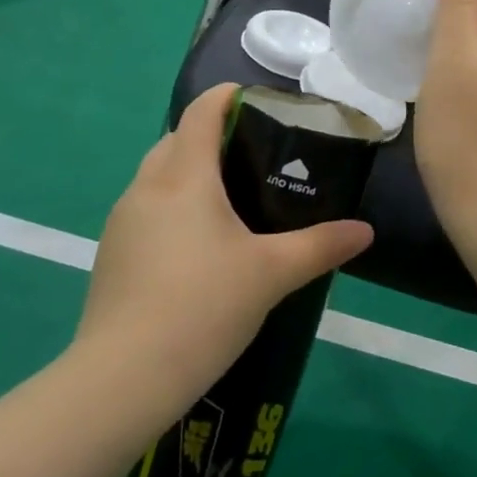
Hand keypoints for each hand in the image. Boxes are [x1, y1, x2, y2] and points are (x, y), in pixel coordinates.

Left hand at [76, 83, 373, 408]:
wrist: (123, 379)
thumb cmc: (203, 308)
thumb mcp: (272, 274)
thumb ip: (321, 246)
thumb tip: (365, 231)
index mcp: (184, 177)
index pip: (202, 111)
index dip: (229, 96)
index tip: (260, 103)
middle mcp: (146, 188)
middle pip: (176, 139)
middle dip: (211, 135)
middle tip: (255, 157)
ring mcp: (122, 221)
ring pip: (156, 175)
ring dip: (188, 172)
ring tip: (230, 200)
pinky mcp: (111, 254)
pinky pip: (145, 209)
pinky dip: (171, 206)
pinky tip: (196, 246)